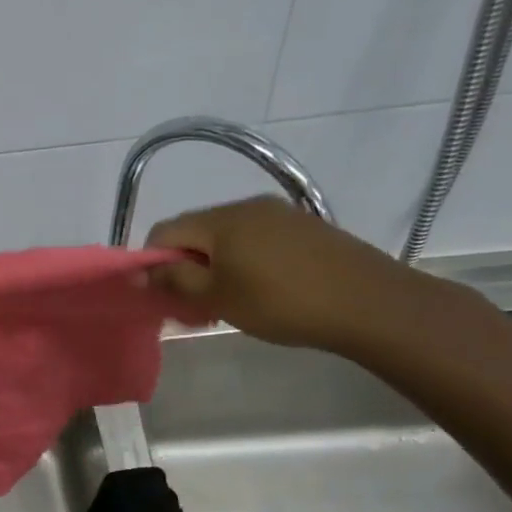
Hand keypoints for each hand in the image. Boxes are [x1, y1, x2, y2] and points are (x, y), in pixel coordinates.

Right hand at [145, 196, 440, 353]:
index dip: (152, 262)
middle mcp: (247, 206)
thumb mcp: (217, 297)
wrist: (369, 303)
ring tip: (227, 302)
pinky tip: (260, 292)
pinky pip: (256, 241)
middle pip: (195, 232)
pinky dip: (243, 263)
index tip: (162, 295)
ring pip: (226, 238)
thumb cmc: (281, 301)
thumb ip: (174, 280)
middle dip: (184, 266)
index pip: (164, 230)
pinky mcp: (305, 228)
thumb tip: (142, 271)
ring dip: (214, 267)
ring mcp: (280, 214)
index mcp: (221, 219)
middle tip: (193, 305)